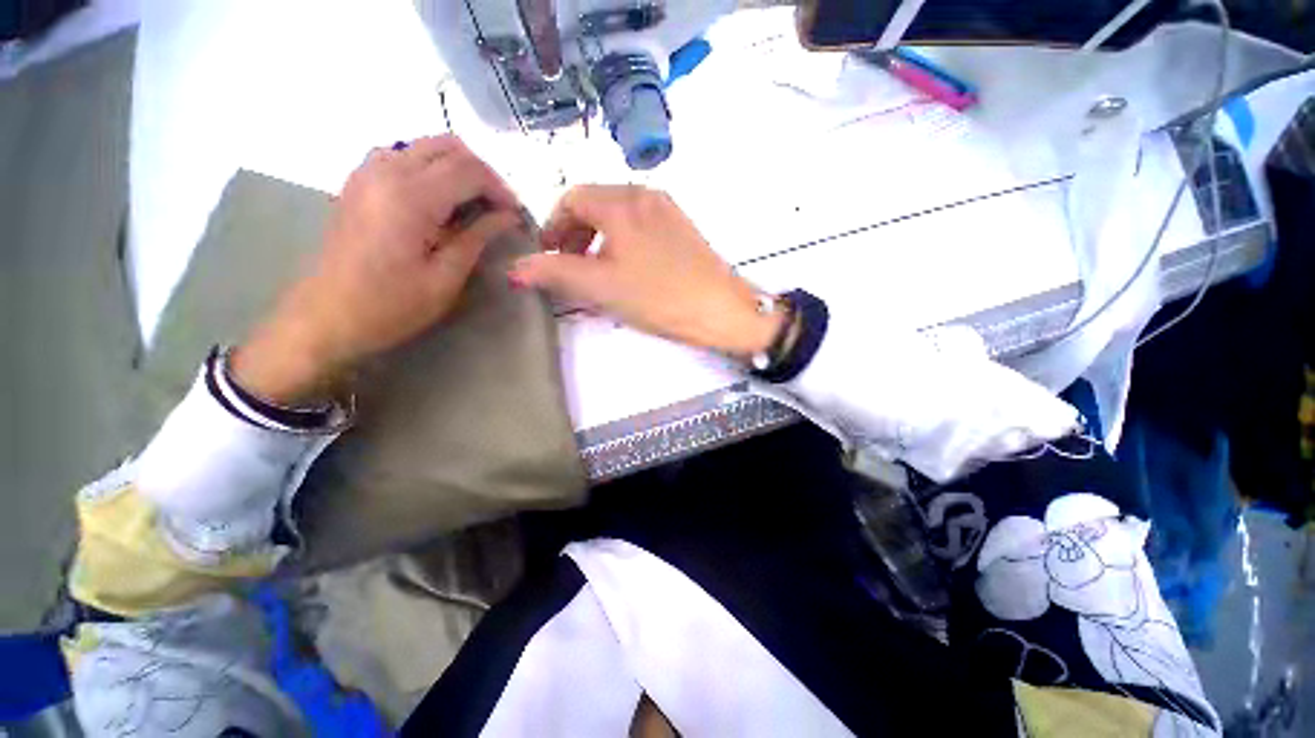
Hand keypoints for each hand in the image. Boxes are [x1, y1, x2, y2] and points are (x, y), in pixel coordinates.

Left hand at [232, 136, 524, 403]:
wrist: (328, 314)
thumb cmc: (392, 304)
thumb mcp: (446, 277)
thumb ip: (478, 238)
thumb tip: (508, 216)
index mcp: (411, 197)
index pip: (469, 170)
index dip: (500, 189)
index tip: (514, 215)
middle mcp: (387, 170)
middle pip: (448, 147)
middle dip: (482, 173)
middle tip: (497, 207)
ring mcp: (368, 171)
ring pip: (425, 146)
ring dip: (456, 168)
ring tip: (472, 204)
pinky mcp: (359, 180)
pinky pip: (404, 155)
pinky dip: (430, 169)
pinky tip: (438, 200)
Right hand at [509, 185, 782, 357]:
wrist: (720, 309)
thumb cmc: (658, 297)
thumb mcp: (600, 287)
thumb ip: (555, 272)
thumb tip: (514, 268)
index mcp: (621, 201)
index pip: (572, 198)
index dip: (553, 225)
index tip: (548, 255)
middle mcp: (645, 194)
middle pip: (596, 203)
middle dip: (574, 231)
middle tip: (569, 264)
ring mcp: (667, 209)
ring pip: (619, 213)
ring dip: (598, 236)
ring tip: (596, 269)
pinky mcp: (682, 226)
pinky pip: (641, 224)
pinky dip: (623, 239)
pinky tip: (627, 267)